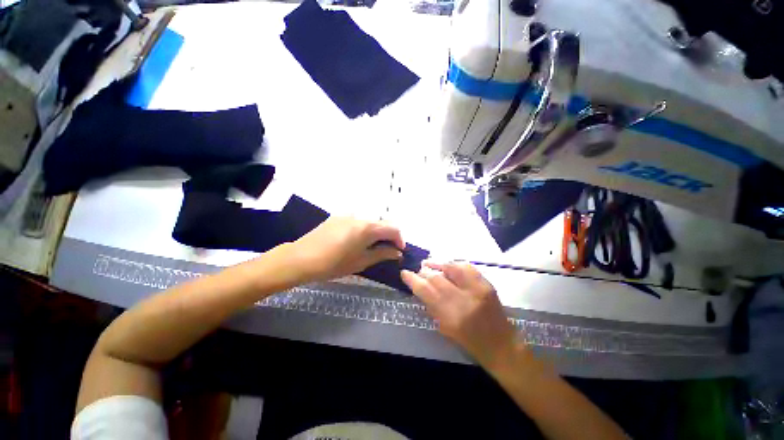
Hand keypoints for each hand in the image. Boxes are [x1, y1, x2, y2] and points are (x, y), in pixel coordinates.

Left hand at [292, 216, 404, 282]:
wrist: (301, 258)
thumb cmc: (333, 264)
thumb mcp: (361, 261)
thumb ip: (382, 254)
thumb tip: (397, 252)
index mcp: (367, 227)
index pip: (393, 228)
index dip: (399, 239)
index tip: (399, 251)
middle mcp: (360, 216)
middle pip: (382, 222)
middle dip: (389, 235)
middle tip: (387, 250)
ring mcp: (347, 214)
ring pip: (370, 221)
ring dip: (376, 232)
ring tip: (372, 246)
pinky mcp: (338, 217)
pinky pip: (357, 221)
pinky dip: (364, 229)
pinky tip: (356, 241)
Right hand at [401, 261, 516, 367]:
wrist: (501, 345)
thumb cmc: (470, 342)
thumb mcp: (445, 329)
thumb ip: (432, 306)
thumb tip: (420, 288)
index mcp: (450, 316)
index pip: (426, 291)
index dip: (412, 280)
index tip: (404, 273)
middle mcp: (463, 300)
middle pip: (437, 278)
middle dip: (424, 271)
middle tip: (419, 270)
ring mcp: (477, 289)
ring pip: (452, 267)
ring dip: (437, 263)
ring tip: (429, 263)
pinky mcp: (487, 284)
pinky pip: (467, 266)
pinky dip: (454, 263)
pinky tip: (447, 264)